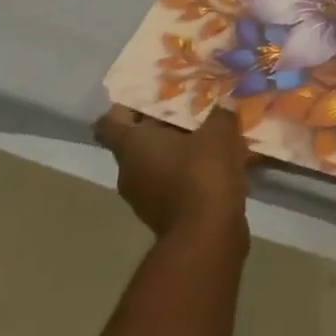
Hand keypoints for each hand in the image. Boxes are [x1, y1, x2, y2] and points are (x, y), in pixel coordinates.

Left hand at [93, 105, 251, 238]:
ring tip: (208, 138)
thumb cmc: (203, 175)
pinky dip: (188, 175)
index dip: (124, 108)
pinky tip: (217, 166)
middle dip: (162, 127)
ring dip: (177, 152)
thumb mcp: (219, 134)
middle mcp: (129, 171)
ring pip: (156, 164)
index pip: (109, 122)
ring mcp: (143, 197)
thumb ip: (221, 114)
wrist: (207, 236)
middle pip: (137, 142)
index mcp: (133, 146)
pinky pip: (171, 185)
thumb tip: (226, 102)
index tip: (148, 99)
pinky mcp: (163, 215)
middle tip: (190, 112)